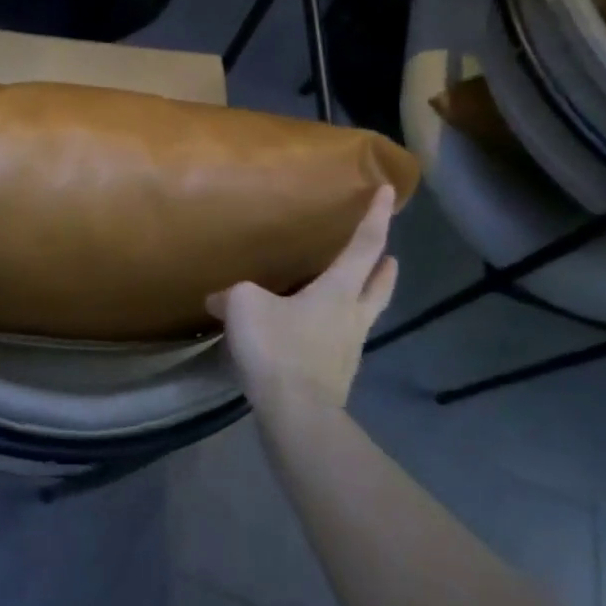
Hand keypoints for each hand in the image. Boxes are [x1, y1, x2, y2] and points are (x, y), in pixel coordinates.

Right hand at [207, 186, 398, 409]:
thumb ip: (231, 295)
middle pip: (378, 284)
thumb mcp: (244, 307)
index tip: (389, 192)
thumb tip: (216, 297)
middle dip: (384, 266)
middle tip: (389, 254)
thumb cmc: (278, 348)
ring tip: (355, 290)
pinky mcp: (337, 374)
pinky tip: (317, 333)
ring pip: (365, 313)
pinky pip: (342, 341)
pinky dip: (338, 328)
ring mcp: (349, 348)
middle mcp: (352, 315)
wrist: (297, 413)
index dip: (376, 217)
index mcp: (338, 291)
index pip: (364, 245)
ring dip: (366, 297)